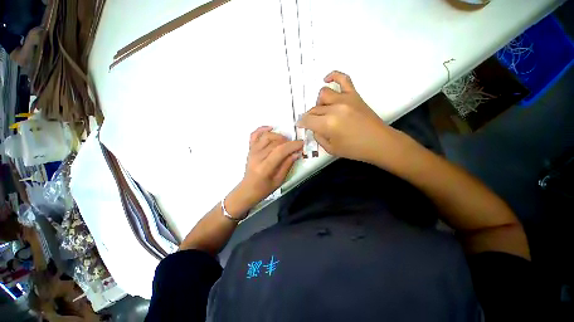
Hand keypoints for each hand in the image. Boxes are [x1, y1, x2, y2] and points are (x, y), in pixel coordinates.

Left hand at [226, 127, 302, 216]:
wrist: (248, 189)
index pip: (280, 151)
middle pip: (274, 142)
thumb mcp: (279, 180)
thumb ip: (287, 165)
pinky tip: (271, 128)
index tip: (301, 144)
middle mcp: (257, 156)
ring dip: (279, 136)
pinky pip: (254, 135)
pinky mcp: (250, 149)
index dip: (292, 146)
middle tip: (296, 146)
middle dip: (288, 142)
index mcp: (264, 167)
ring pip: (266, 136)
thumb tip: (296, 153)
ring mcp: (252, 151)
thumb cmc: (264, 188)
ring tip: (286, 141)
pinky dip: (262, 129)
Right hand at [297, 71, 401, 163]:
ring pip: (323, 94)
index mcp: (328, 124)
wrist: (379, 142)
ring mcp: (345, 99)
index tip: (300, 125)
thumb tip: (313, 128)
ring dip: (319, 103)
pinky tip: (327, 79)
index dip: (301, 123)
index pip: (307, 120)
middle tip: (314, 124)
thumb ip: (318, 137)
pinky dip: (333, 76)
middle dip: (310, 117)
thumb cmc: (354, 149)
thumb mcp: (330, 149)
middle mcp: (334, 109)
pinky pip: (343, 79)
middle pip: (314, 109)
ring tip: (324, 111)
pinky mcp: (354, 95)